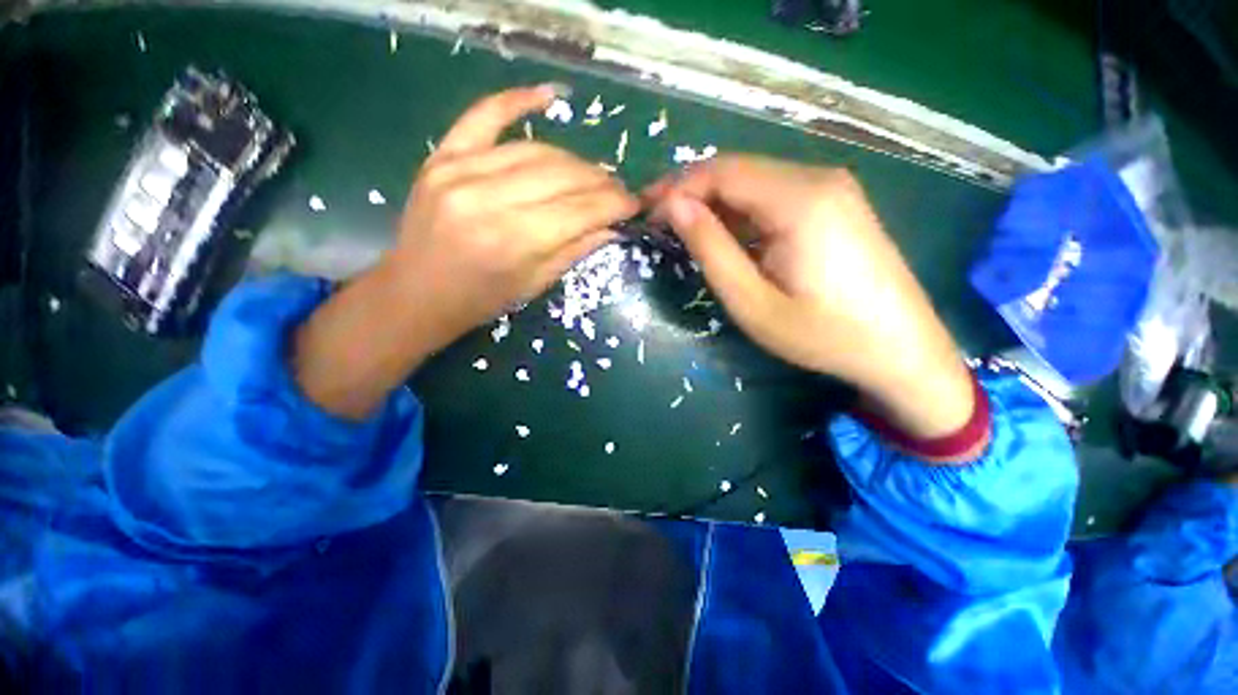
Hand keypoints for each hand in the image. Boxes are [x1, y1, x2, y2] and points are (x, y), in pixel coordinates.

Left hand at [388, 85, 639, 343]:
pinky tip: (548, 95)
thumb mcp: (535, 284)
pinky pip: (484, 116)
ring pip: (536, 150)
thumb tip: (613, 225)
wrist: (417, 293)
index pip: (580, 209)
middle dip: (600, 182)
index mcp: (514, 241)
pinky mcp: (442, 156)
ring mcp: (460, 170)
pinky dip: (517, 100)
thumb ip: (575, 249)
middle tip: (617, 191)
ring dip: (574, 161)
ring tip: (592, 174)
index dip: (614, 203)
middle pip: (562, 175)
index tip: (634, 203)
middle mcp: (488, 198)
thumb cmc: (481, 300)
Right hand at [645, 155, 974, 439]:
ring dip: (716, 204)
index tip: (645, 211)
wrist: (902, 350)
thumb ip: (711, 249)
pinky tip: (729, 237)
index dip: (677, 187)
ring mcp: (833, 188)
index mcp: (799, 200)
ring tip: (686, 234)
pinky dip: (742, 212)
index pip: (722, 172)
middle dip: (692, 193)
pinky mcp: (837, 203)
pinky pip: (775, 196)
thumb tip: (674, 207)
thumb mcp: (752, 302)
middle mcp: (818, 178)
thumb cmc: (822, 335)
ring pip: (755, 182)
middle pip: (738, 171)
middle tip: (659, 224)